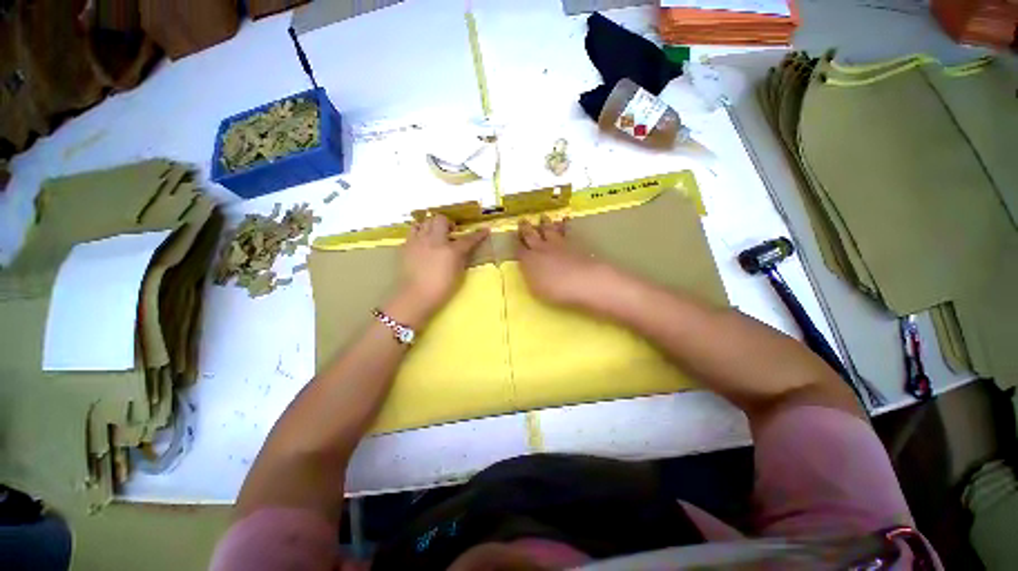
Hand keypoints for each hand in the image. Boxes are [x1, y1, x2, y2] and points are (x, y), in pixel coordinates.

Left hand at [398, 214, 488, 319]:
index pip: (468, 239)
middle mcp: (434, 241)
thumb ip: (462, 258)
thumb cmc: (441, 288)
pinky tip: (422, 243)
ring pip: (425, 222)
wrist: (415, 296)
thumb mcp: (458, 273)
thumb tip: (463, 249)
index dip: (478, 234)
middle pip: (441, 219)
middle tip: (450, 233)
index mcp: (451, 250)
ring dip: (432, 226)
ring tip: (434, 235)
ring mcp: (418, 241)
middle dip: (448, 223)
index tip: (485, 230)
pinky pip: (413, 231)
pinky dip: (419, 233)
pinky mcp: (406, 246)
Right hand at [517, 216, 607, 307]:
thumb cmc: (556, 291)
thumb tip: (527, 269)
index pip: (519, 250)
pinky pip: (565, 230)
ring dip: (544, 223)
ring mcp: (557, 244)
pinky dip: (563, 224)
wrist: (583, 280)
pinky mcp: (573, 242)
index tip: (514, 239)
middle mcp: (541, 249)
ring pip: (548, 230)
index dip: (516, 245)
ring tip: (543, 217)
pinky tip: (564, 220)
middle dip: (525, 228)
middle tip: (522, 220)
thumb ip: (530, 277)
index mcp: (529, 260)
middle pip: (531, 236)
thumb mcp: (536, 289)